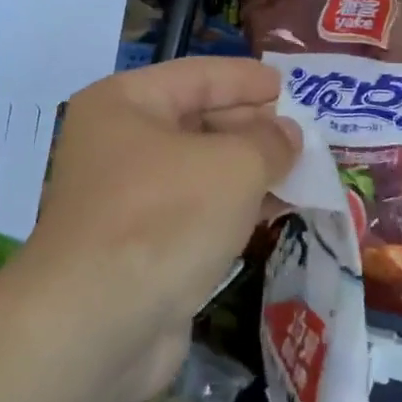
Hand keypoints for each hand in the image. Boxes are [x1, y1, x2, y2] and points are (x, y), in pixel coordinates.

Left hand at [21, 58, 300, 401]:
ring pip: (199, 171)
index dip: (246, 79)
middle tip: (304, 132)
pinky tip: (276, 211)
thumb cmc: (165, 218)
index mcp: (124, 104)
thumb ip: (269, 142)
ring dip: (249, 171)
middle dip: (252, 127)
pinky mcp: (139, 247)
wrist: (97, 325)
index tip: (288, 85)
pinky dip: (234, 208)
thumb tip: (288, 135)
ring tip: (302, 169)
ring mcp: (125, 199)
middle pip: (196, 121)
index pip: (197, 76)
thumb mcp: (233, 165)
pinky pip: (196, 212)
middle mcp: (117, 144)